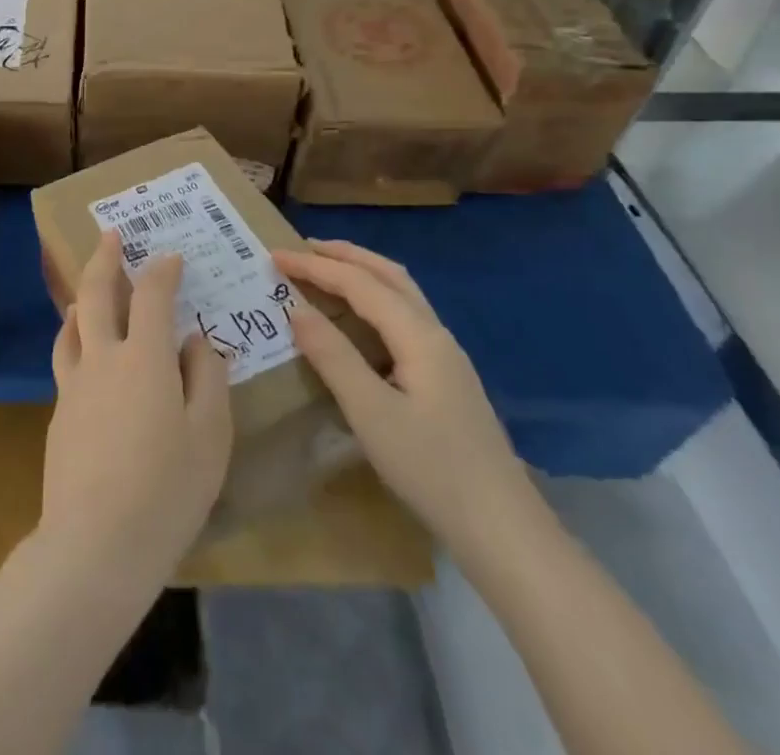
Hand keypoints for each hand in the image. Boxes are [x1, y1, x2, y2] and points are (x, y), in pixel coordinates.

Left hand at [39, 231, 232, 583]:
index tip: (170, 256)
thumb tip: (196, 340)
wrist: (95, 543)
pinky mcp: (59, 412)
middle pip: (96, 292)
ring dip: (82, 297)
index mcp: (144, 357)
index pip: (152, 295)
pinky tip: (81, 349)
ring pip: (71, 323)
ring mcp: (74, 384)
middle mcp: (103, 357)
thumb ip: (207, 378)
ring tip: (87, 289)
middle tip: (109, 234)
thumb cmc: (167, 490)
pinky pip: (66, 358)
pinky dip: (74, 337)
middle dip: (104, 257)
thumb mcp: (210, 436)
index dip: (162, 270)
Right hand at [274, 240, 534, 555]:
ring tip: (326, 271)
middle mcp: (436, 334)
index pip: (360, 283)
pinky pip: (405, 317)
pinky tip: (359, 320)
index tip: (274, 256)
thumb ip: (333, 356)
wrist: (505, 531)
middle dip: (345, 255)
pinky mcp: (447, 378)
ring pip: (402, 294)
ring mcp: (446, 357)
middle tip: (302, 248)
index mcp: (418, 336)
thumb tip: (296, 309)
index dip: (315, 266)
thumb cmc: (432, 469)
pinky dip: (375, 300)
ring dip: (363, 273)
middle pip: (389, 275)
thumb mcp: (371, 413)